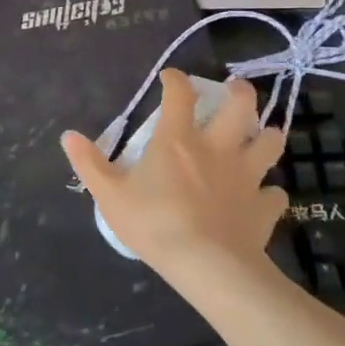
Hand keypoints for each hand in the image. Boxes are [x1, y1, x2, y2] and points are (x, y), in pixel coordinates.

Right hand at [62, 70, 286, 278]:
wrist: (208, 267)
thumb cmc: (155, 224)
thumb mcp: (110, 195)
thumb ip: (89, 164)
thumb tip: (68, 136)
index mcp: (178, 139)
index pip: (179, 94)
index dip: (175, 79)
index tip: (171, 78)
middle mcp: (217, 147)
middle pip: (241, 106)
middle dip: (240, 93)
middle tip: (235, 91)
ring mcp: (246, 176)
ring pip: (270, 143)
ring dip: (267, 136)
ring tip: (260, 136)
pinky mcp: (263, 208)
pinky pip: (276, 194)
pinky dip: (270, 193)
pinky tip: (262, 197)